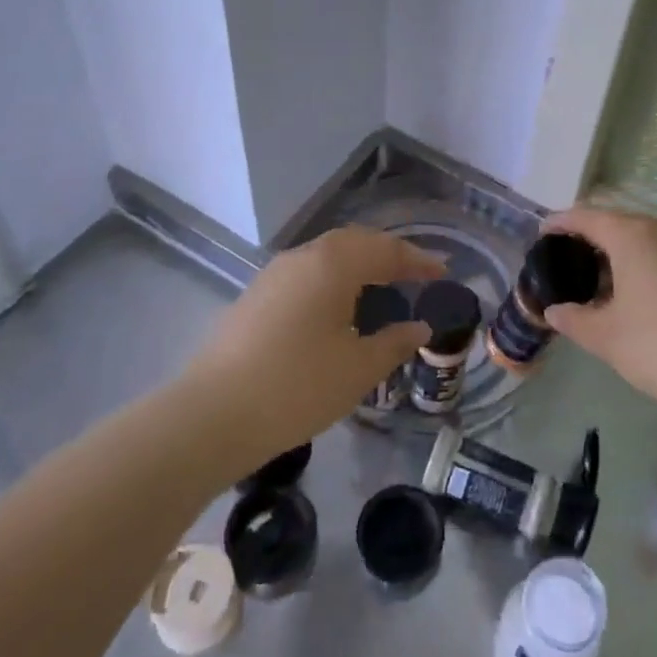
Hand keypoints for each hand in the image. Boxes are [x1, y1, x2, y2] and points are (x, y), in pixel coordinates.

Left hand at [182, 226, 444, 462]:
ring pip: (327, 255)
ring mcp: (274, 274)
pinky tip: (338, 305)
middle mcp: (303, 257)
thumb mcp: (358, 369)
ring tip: (381, 284)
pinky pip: (307, 272)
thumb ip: (395, 343)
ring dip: (359, 263)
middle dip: (388, 253)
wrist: (212, 415)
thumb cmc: (298, 387)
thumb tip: (419, 327)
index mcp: (333, 264)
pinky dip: (333, 278)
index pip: (386, 250)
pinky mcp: (256, 296)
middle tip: (415, 272)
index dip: (418, 260)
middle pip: (355, 242)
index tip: (444, 271)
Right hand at [541, 207, 656, 426]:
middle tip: (563, 262)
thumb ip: (574, 319)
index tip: (541, 234)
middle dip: (588, 238)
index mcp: (632, 236)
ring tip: (593, 283)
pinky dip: (638, 264)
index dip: (560, 223)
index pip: (586, 216)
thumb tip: (554, 311)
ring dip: (615, 253)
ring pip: (641, 239)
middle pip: (615, 223)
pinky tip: (629, 295)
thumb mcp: (607, 337)